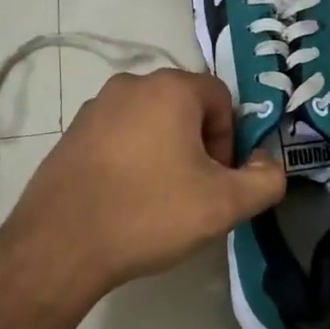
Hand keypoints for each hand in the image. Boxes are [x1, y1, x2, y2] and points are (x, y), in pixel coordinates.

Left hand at [3, 69, 285, 302]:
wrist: (60, 244)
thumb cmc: (149, 213)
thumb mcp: (224, 205)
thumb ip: (265, 180)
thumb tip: (268, 163)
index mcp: (170, 88)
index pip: (221, 99)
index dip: (230, 140)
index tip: (217, 180)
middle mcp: (132, 84)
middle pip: (185, 106)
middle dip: (198, 145)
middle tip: (192, 191)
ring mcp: (97, 106)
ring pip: (151, 120)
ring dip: (164, 150)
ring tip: (157, 199)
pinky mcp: (73, 131)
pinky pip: (118, 135)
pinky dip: (131, 157)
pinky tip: (124, 198)